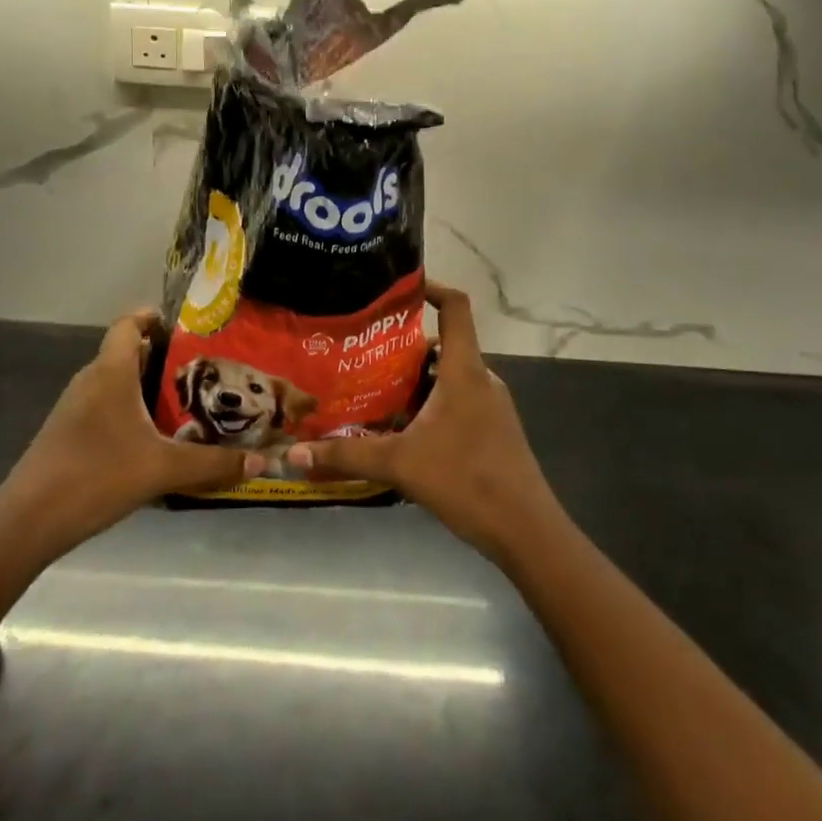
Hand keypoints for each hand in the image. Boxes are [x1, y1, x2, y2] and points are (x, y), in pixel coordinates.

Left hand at [0, 310, 263, 555]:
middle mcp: (90, 380)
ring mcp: (74, 408)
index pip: (128, 324)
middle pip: (126, 353)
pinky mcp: (67, 433)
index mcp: (111, 372)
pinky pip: (104, 407)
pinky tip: (150, 440)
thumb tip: (258, 461)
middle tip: (200, 372)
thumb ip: (212, 464)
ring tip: (183, 404)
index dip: (152, 318)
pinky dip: (128, 411)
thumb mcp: (162, 470)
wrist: (29, 521)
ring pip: (115, 383)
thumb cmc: (96, 476)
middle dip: (161, 358)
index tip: (183, 327)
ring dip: (144, 387)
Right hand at [287, 282, 560, 560]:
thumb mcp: (400, 465)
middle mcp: (481, 379)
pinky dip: (430, 404)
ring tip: (374, 391)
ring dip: (415, 380)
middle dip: (404, 347)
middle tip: (363, 354)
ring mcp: (491, 407)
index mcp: (464, 371)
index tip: (398, 289)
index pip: (456, 307)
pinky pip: (458, 401)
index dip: (431, 287)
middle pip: (443, 345)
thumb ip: (347, 456)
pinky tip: (403, 431)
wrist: (527, 532)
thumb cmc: (467, 481)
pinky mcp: (493, 431)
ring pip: (448, 377)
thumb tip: (294, 453)